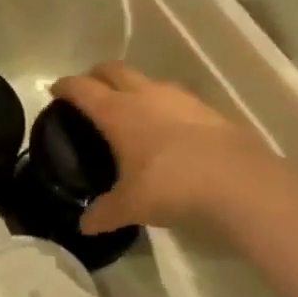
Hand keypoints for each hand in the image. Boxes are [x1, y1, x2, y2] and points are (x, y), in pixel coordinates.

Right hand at [52, 63, 265, 230]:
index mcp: (117, 111)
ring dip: (133, 88)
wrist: (242, 184)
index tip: (55, 91)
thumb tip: (85, 226)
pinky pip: (175, 99)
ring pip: (147, 81)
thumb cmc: (171, 187)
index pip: (81, 88)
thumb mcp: (131, 206)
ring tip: (129, 111)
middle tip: (89, 93)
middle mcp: (145, 95)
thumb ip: (104, 212)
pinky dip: (163, 106)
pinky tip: (167, 130)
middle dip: (96, 76)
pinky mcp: (208, 110)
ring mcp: (180, 99)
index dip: (64, 86)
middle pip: (113, 70)